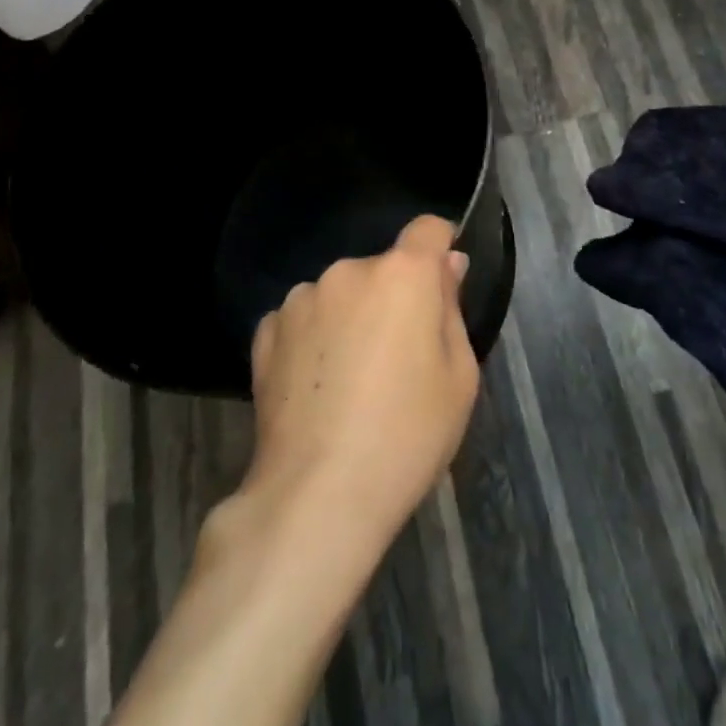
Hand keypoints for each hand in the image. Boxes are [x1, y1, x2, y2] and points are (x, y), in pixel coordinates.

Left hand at [241, 215, 479, 553]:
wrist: (318, 496)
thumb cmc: (407, 436)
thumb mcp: (459, 377)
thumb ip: (451, 309)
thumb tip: (447, 266)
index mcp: (402, 275)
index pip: (428, 229)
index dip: (441, 246)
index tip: (443, 282)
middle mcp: (348, 271)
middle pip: (383, 269)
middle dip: (394, 297)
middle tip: (398, 357)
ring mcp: (302, 298)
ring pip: (341, 294)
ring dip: (351, 316)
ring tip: (350, 380)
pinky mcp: (266, 331)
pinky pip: (304, 320)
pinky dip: (314, 339)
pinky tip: (315, 388)